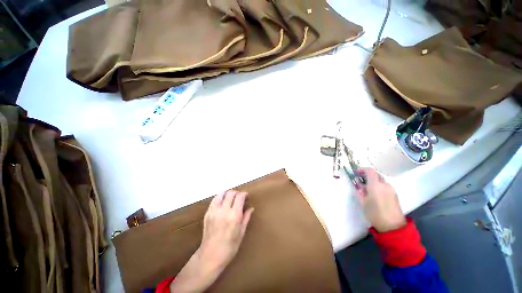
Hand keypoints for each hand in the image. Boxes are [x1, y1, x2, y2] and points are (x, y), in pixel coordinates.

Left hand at [170, 190, 253, 292]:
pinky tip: (223, 203)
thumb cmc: (229, 248)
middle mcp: (224, 211)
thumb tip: (251, 208)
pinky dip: (220, 198)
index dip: (244, 194)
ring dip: (228, 193)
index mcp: (234, 216)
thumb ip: (246, 218)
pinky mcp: (207, 213)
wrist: (209, 256)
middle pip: (231, 193)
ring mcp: (214, 211)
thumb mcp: (241, 233)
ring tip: (231, 198)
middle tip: (240, 197)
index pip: (240, 197)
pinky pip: (214, 200)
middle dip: (237, 193)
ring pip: (221, 194)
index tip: (246, 196)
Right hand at [355, 168, 405, 232]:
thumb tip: (358, 185)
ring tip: (367, 189)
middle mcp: (385, 185)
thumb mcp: (363, 202)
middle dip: (367, 175)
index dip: (362, 169)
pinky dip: (379, 186)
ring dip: (373, 181)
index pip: (370, 171)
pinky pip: (385, 186)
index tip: (356, 173)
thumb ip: (359, 191)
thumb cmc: (375, 213)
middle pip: (376, 174)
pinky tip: (375, 194)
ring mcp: (391, 189)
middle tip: (360, 181)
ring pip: (381, 180)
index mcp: (376, 185)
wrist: (393, 226)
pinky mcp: (395, 195)